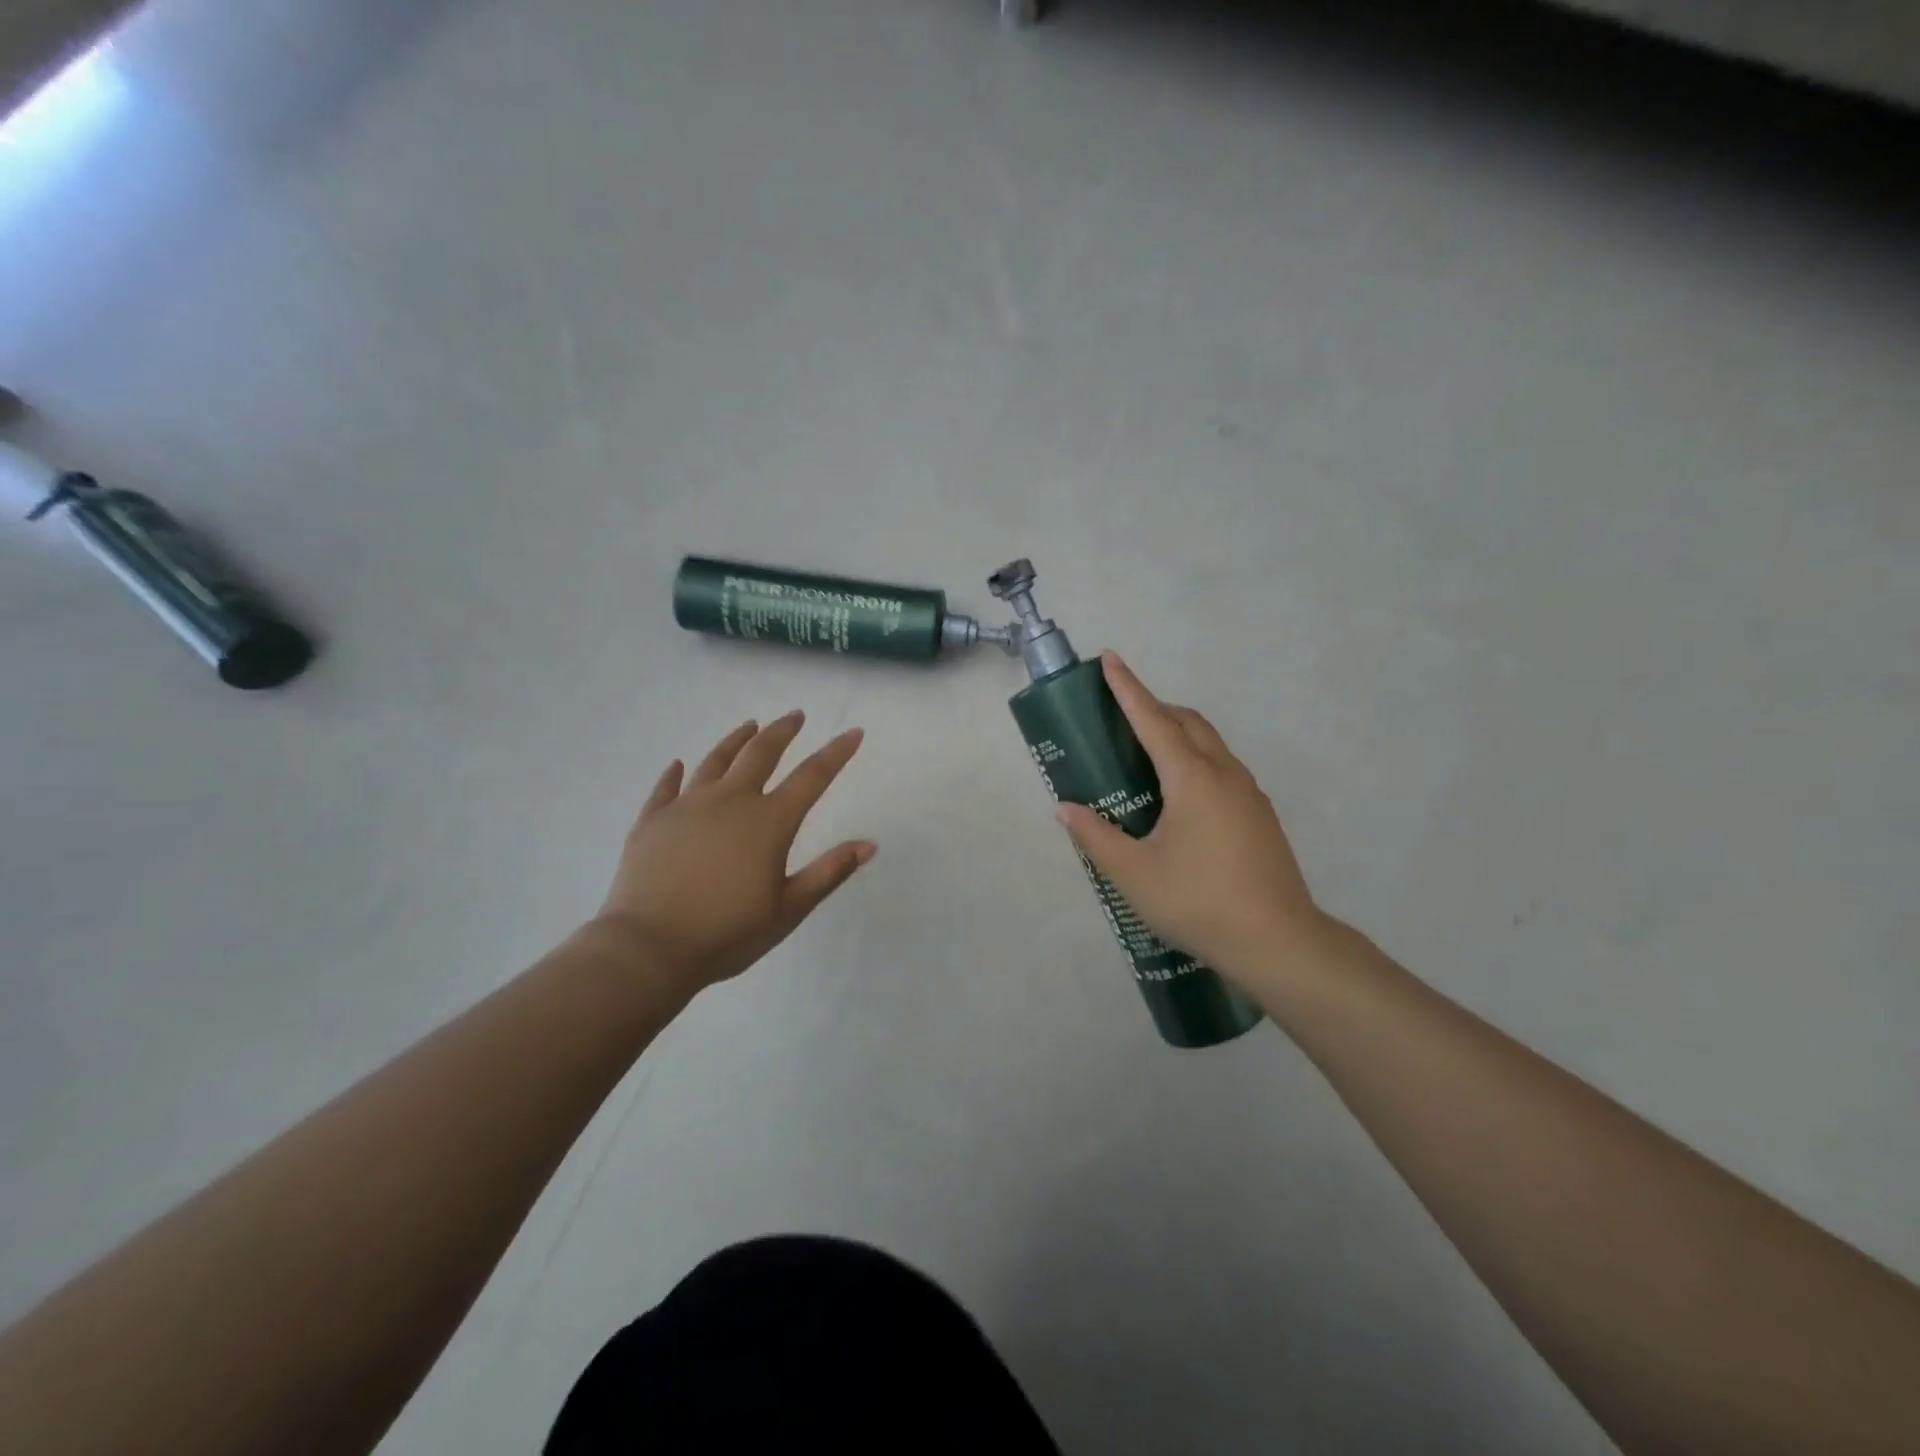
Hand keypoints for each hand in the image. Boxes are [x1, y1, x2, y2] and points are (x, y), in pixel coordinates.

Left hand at [592, 712, 874, 995]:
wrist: (648, 948)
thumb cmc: (728, 933)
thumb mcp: (789, 909)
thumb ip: (829, 872)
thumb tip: (869, 844)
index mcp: (769, 822)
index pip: (812, 776)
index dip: (836, 753)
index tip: (853, 732)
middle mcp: (730, 801)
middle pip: (761, 753)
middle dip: (782, 731)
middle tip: (796, 715)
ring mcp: (687, 806)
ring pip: (715, 760)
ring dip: (736, 740)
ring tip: (749, 726)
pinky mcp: (652, 820)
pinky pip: (666, 788)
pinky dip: (674, 773)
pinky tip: (677, 764)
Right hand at [1054, 655, 1327, 987]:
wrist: (1278, 942)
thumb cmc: (1198, 902)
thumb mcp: (1133, 874)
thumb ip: (1096, 837)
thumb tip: (1066, 809)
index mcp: (1192, 779)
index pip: (1153, 720)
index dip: (1128, 688)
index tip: (1110, 659)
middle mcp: (1225, 775)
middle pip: (1188, 722)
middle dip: (1154, 706)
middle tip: (1121, 711)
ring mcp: (1249, 794)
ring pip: (1210, 744)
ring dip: (1178, 732)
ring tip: (1146, 751)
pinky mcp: (1260, 816)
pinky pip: (1223, 768)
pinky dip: (1196, 759)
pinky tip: (1180, 796)